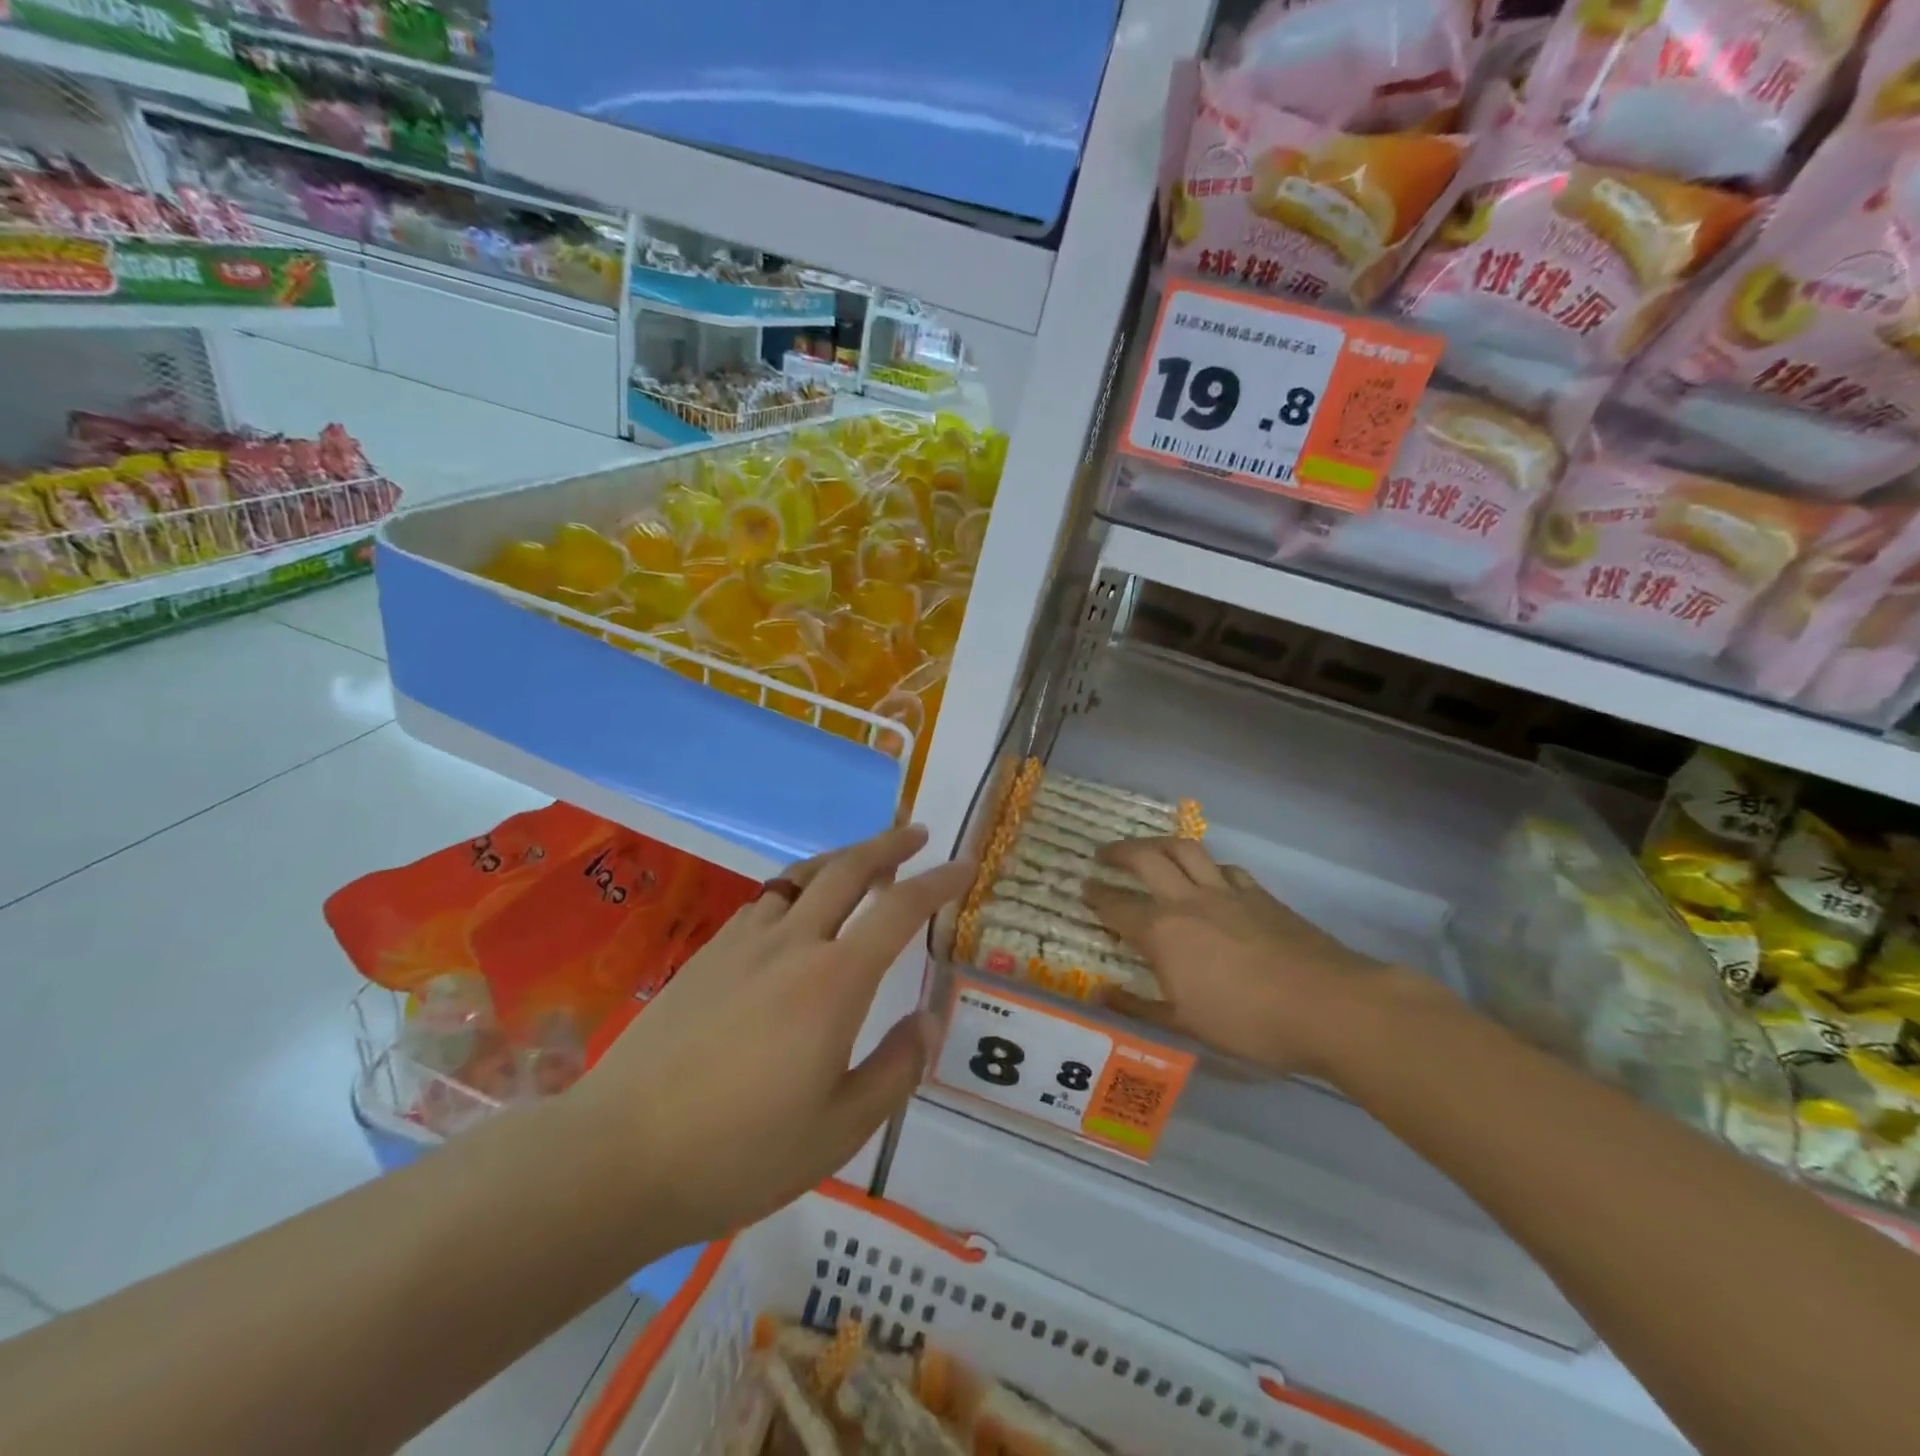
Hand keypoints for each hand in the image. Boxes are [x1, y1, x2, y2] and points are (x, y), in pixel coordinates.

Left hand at [573, 825, 971, 1249]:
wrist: (619, 1155)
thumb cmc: (740, 1152)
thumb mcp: (839, 1131)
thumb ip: (896, 1069)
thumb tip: (928, 1019)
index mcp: (834, 982)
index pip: (900, 910)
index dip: (939, 881)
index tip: (965, 864)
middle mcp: (792, 944)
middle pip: (847, 870)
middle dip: (887, 845)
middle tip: (916, 833)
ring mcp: (742, 944)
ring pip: (802, 877)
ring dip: (840, 860)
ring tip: (864, 861)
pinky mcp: (705, 956)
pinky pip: (765, 902)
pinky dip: (797, 890)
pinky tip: (795, 912)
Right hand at [1083, 838, 1415, 1077]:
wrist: (1328, 1005)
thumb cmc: (1249, 1022)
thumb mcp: (1186, 1025)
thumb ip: (1139, 1007)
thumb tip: (1102, 995)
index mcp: (1163, 932)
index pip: (1117, 906)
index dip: (1096, 897)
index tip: (1083, 890)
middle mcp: (1188, 900)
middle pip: (1147, 858)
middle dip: (1119, 852)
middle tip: (1104, 854)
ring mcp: (1227, 892)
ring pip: (1186, 850)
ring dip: (1160, 844)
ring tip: (1149, 850)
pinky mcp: (1261, 895)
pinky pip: (1225, 868)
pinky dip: (1209, 867)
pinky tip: (1211, 878)